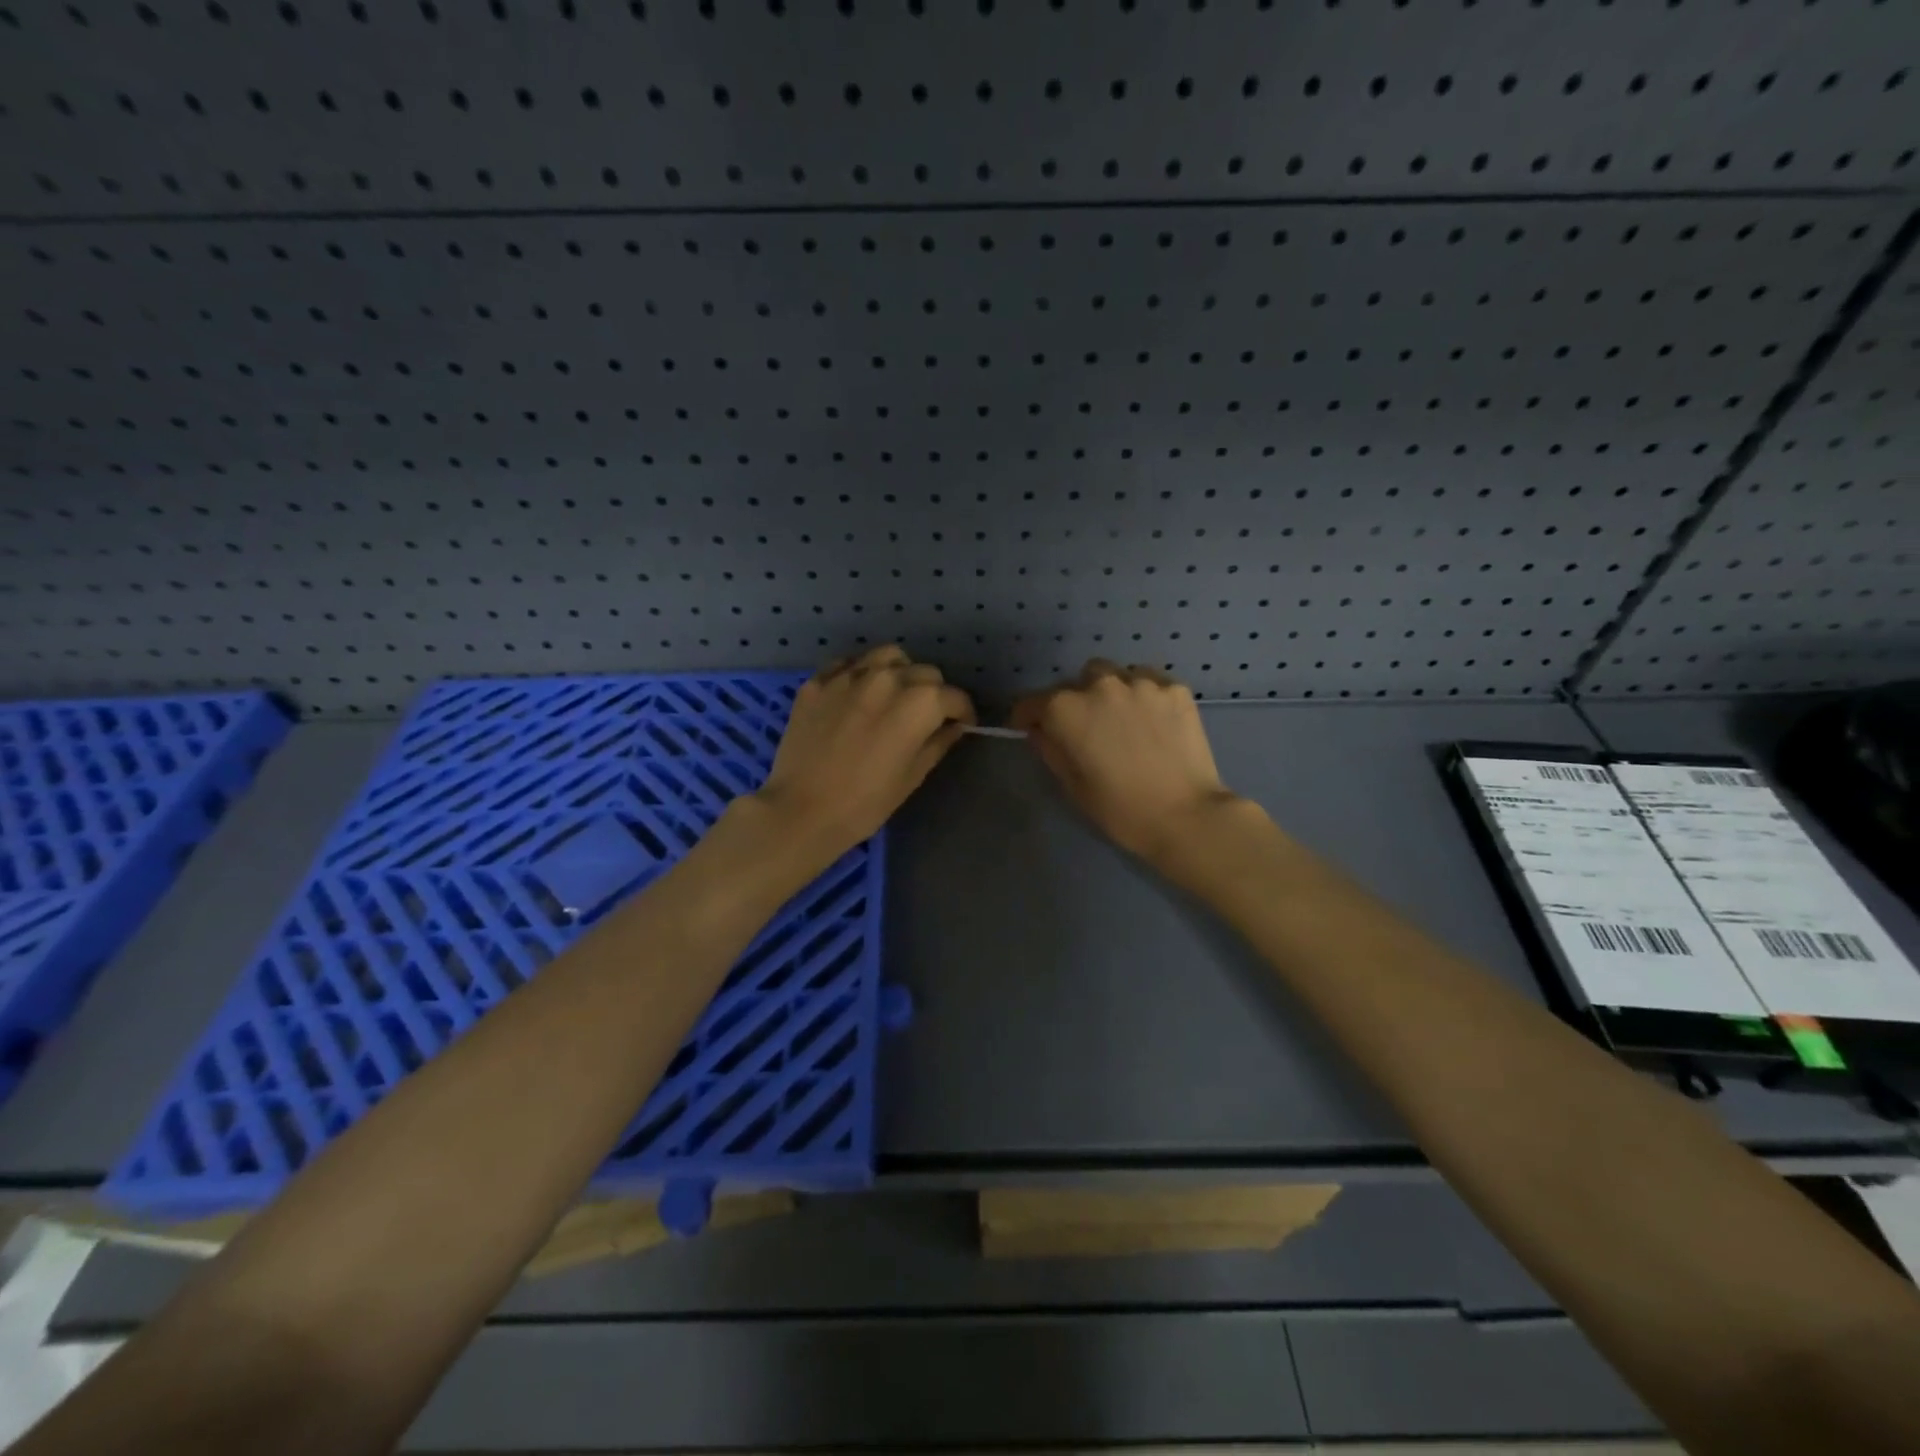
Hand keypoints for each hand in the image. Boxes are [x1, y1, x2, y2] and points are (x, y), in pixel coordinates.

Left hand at [752, 646, 975, 860]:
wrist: (801, 810)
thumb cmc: (865, 803)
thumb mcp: (912, 776)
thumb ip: (937, 743)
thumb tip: (953, 727)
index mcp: (918, 703)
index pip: (954, 696)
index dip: (963, 712)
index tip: (961, 725)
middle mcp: (887, 678)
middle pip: (925, 672)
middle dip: (933, 692)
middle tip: (926, 717)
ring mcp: (849, 675)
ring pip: (888, 656)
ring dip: (899, 672)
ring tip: (894, 695)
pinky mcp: (818, 682)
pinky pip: (849, 664)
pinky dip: (861, 673)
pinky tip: (858, 695)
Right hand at [1011, 660, 1241, 861]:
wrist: (1185, 815)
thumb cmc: (1120, 809)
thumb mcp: (1072, 785)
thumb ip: (1050, 749)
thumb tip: (1041, 730)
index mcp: (1066, 709)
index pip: (1031, 702)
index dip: (1026, 717)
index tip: (1029, 729)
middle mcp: (1100, 684)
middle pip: (1076, 682)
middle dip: (1075, 701)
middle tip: (1086, 729)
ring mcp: (1141, 682)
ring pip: (1115, 676)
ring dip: (1110, 694)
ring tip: (1123, 721)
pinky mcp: (1174, 688)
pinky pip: (1149, 683)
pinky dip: (1144, 697)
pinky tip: (1153, 722)